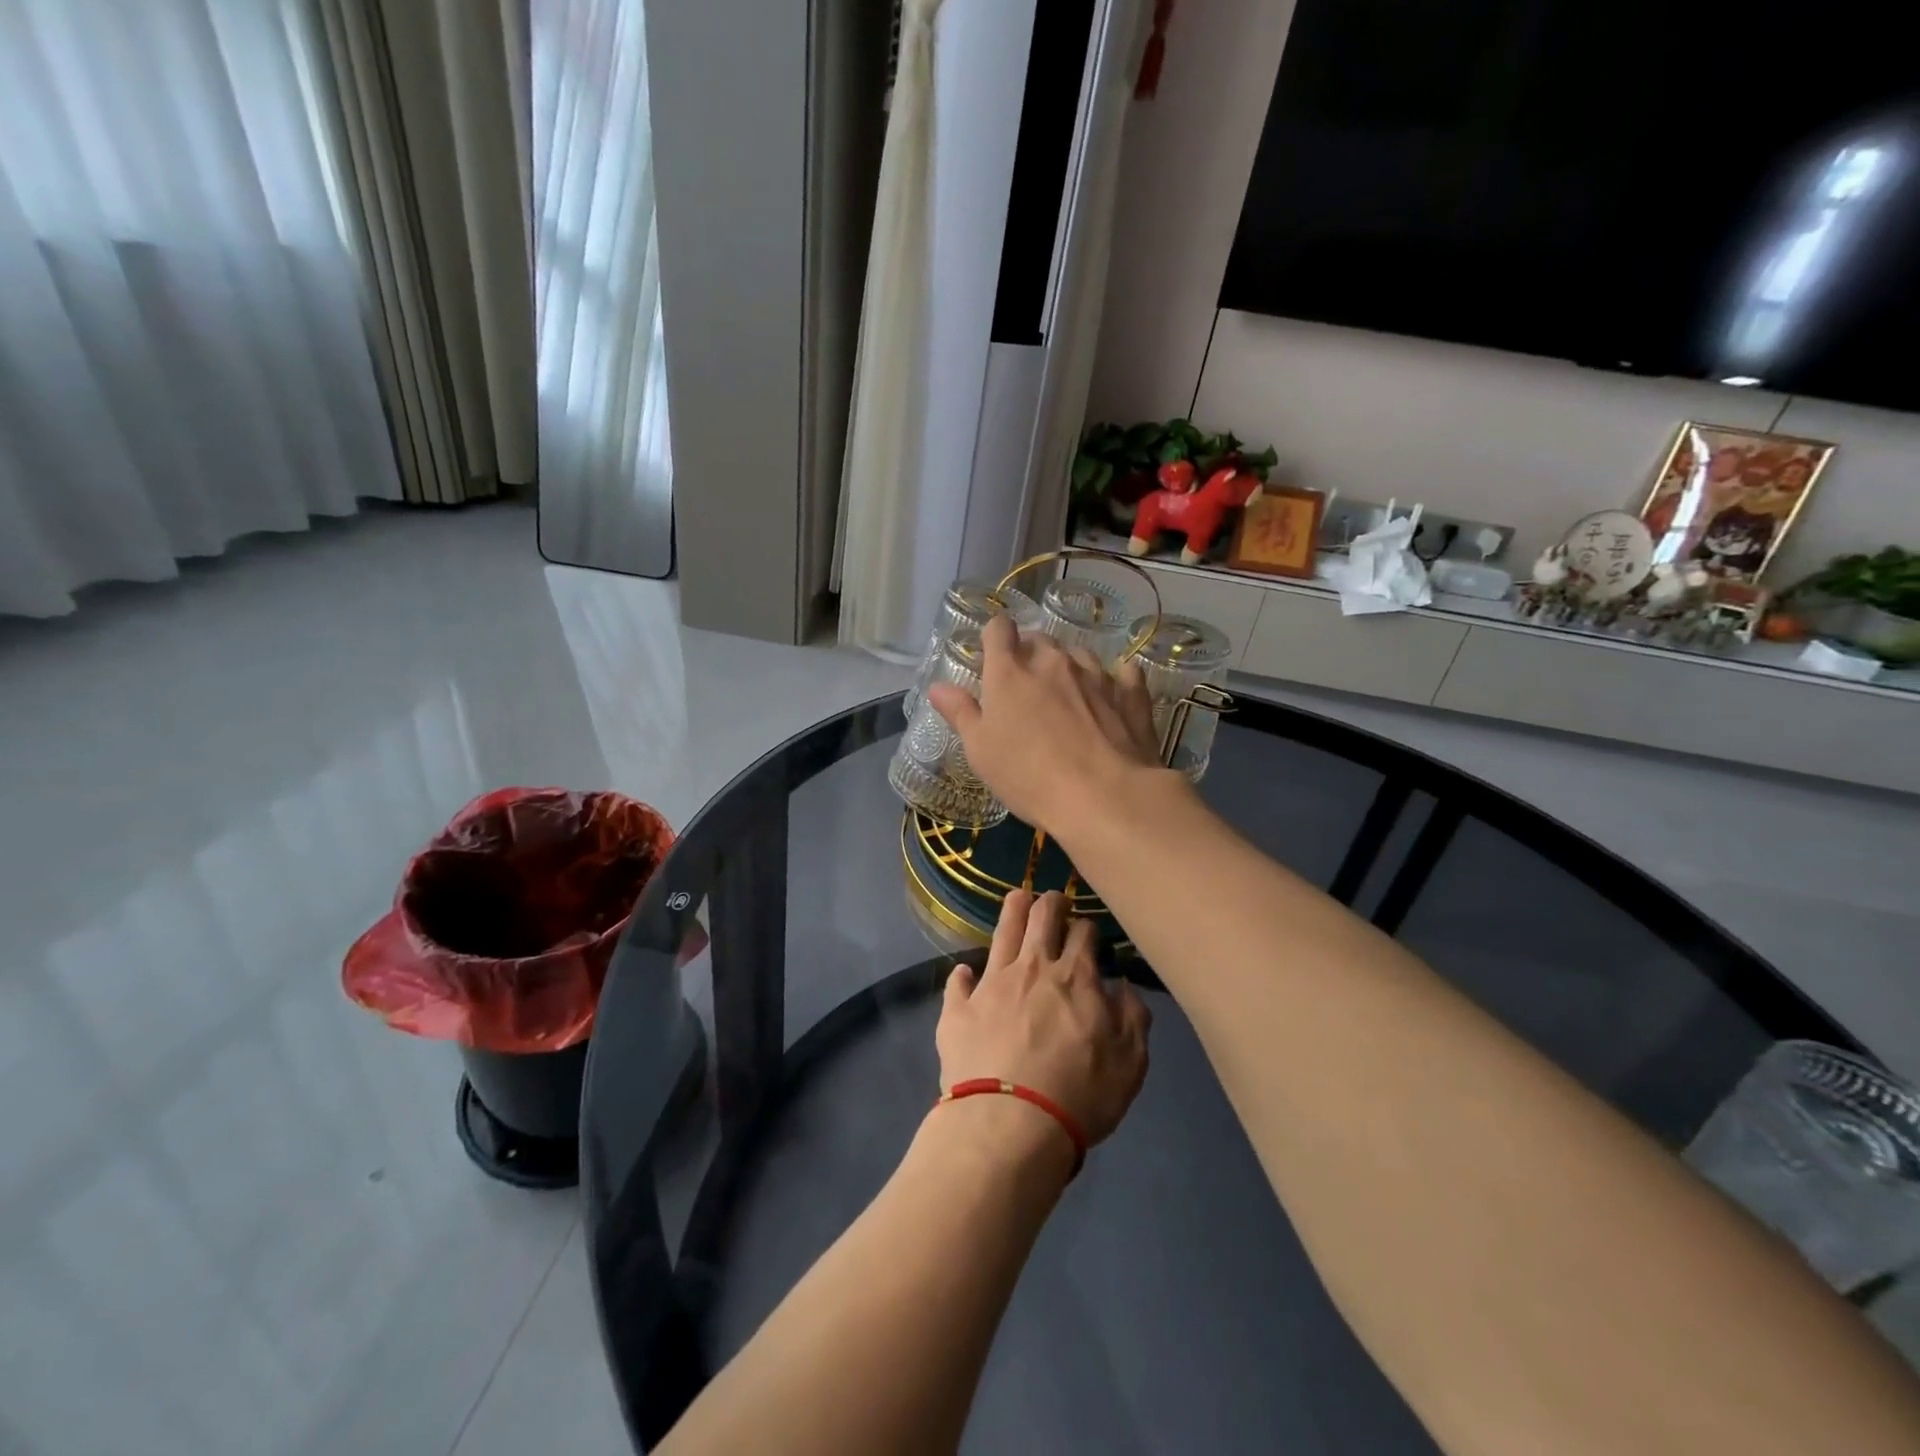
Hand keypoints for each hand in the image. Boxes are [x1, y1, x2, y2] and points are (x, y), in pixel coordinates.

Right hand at [928, 615, 1164, 834]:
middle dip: (1030, 654)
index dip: (994, 636)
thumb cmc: (1029, 776)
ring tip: (1067, 695)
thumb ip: (960, 713)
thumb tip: (938, 687)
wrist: (1105, 796)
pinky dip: (1114, 680)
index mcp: (1010, 672)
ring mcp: (1096, 674)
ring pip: (1078, 654)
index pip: (999, 630)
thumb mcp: (981, 751)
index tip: (992, 654)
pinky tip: (1112, 695)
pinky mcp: (1131, 694)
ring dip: (1069, 667)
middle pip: (1039, 639)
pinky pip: (1123, 674)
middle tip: (1025, 687)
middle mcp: (1053, 661)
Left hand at [935, 890, 1150, 1150]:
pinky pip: (958, 982)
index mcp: (1075, 977)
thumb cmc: (1079, 1094)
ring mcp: (991, 984)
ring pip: (1002, 932)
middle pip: (1041, 917)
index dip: (1087, 927)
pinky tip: (965, 972)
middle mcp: (1032, 968)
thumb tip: (1123, 987)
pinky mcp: (958, 1009)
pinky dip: (963, 975)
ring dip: (1012, 911)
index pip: (1083, 933)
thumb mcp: (1130, 1063)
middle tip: (1053, 899)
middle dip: (1050, 902)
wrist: (1009, 1124)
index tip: (1088, 931)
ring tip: (1017, 898)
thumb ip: (1133, 1018)